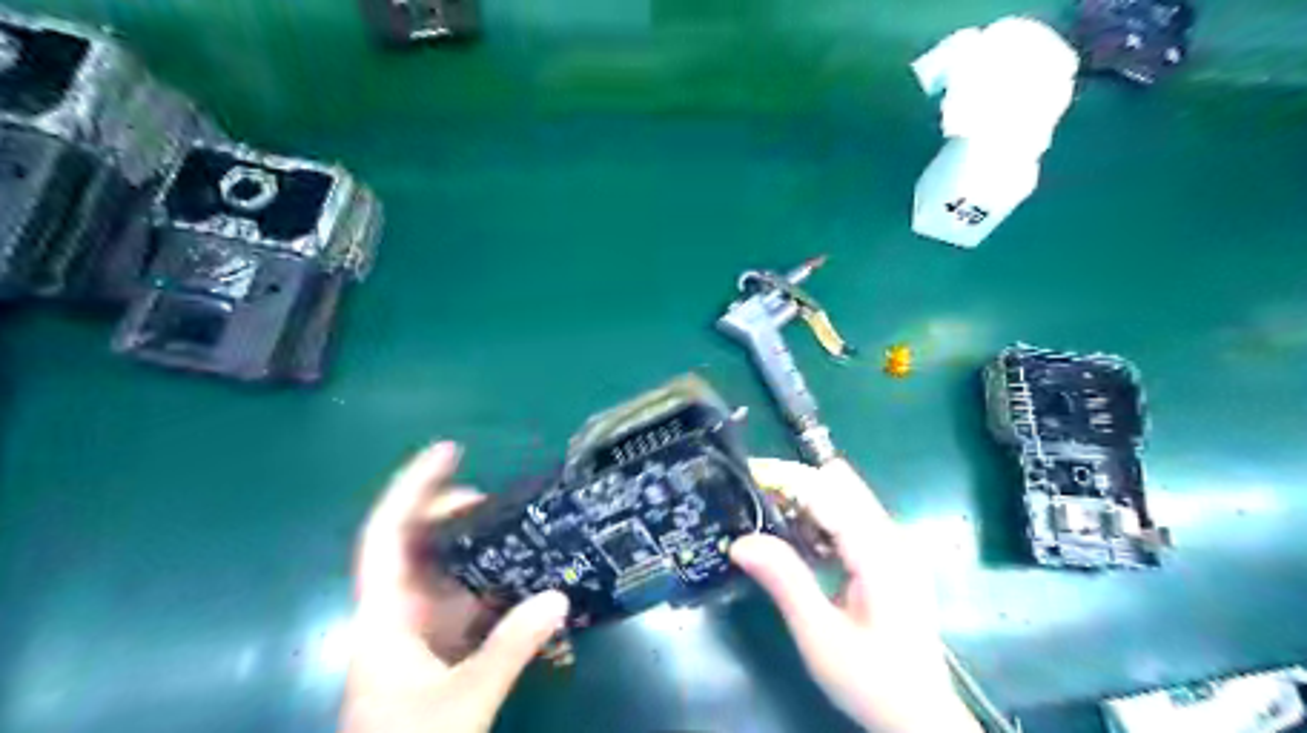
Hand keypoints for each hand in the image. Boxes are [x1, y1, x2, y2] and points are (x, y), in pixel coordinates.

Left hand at [340, 441, 568, 731]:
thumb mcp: (461, 703)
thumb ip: (509, 649)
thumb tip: (559, 596)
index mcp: (385, 617)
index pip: (387, 535)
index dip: (412, 487)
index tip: (448, 451)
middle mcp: (400, 613)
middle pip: (420, 543)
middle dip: (455, 511)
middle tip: (501, 499)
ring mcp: (423, 631)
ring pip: (449, 569)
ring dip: (481, 545)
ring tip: (521, 525)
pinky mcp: (444, 649)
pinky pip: (471, 599)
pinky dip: (496, 581)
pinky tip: (527, 574)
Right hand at [731, 458, 973, 731]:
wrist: (921, 717)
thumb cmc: (872, 681)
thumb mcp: (820, 636)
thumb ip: (785, 581)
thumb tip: (740, 541)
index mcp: (879, 552)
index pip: (829, 492)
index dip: (787, 477)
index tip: (749, 474)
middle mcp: (891, 536)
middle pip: (839, 483)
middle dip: (795, 483)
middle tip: (754, 502)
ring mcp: (894, 544)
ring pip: (845, 496)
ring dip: (806, 499)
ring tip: (769, 521)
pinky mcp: (889, 555)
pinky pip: (850, 517)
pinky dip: (820, 518)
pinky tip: (799, 544)